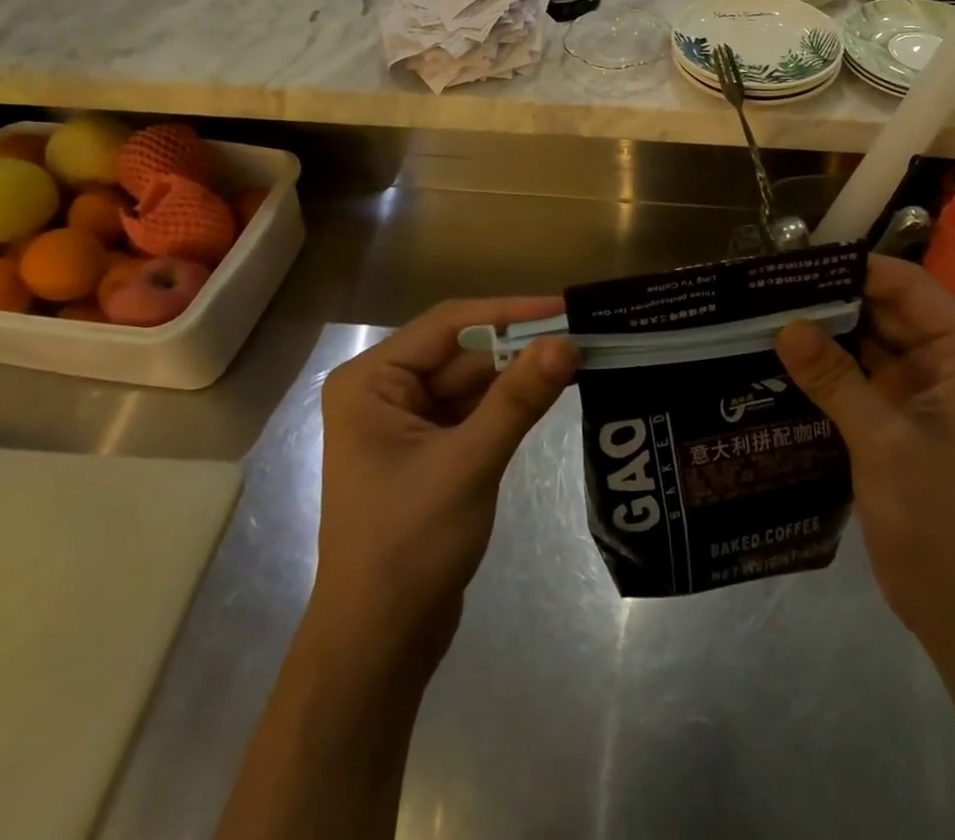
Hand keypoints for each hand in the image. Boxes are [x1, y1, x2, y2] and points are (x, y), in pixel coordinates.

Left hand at [309, 298, 578, 674]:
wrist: (379, 646)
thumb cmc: (408, 546)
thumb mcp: (468, 464)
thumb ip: (518, 399)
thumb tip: (567, 342)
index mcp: (371, 380)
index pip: (448, 324)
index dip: (508, 312)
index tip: (564, 308)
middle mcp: (384, 390)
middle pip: (462, 350)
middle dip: (519, 344)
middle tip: (582, 333)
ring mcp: (407, 421)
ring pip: (472, 379)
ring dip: (519, 371)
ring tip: (578, 355)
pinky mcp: (430, 449)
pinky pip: (475, 409)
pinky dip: (510, 400)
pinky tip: (551, 388)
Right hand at [776, 255, 954, 653]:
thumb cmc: (941, 519)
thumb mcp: (884, 442)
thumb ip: (834, 378)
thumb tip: (784, 326)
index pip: (906, 284)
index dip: (852, 268)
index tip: (793, 265)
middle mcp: (947, 360)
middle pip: (884, 307)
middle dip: (829, 297)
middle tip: (765, 288)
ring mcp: (923, 389)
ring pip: (868, 338)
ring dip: (824, 329)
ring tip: (764, 312)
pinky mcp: (900, 415)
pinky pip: (860, 372)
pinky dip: (827, 364)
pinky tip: (782, 356)